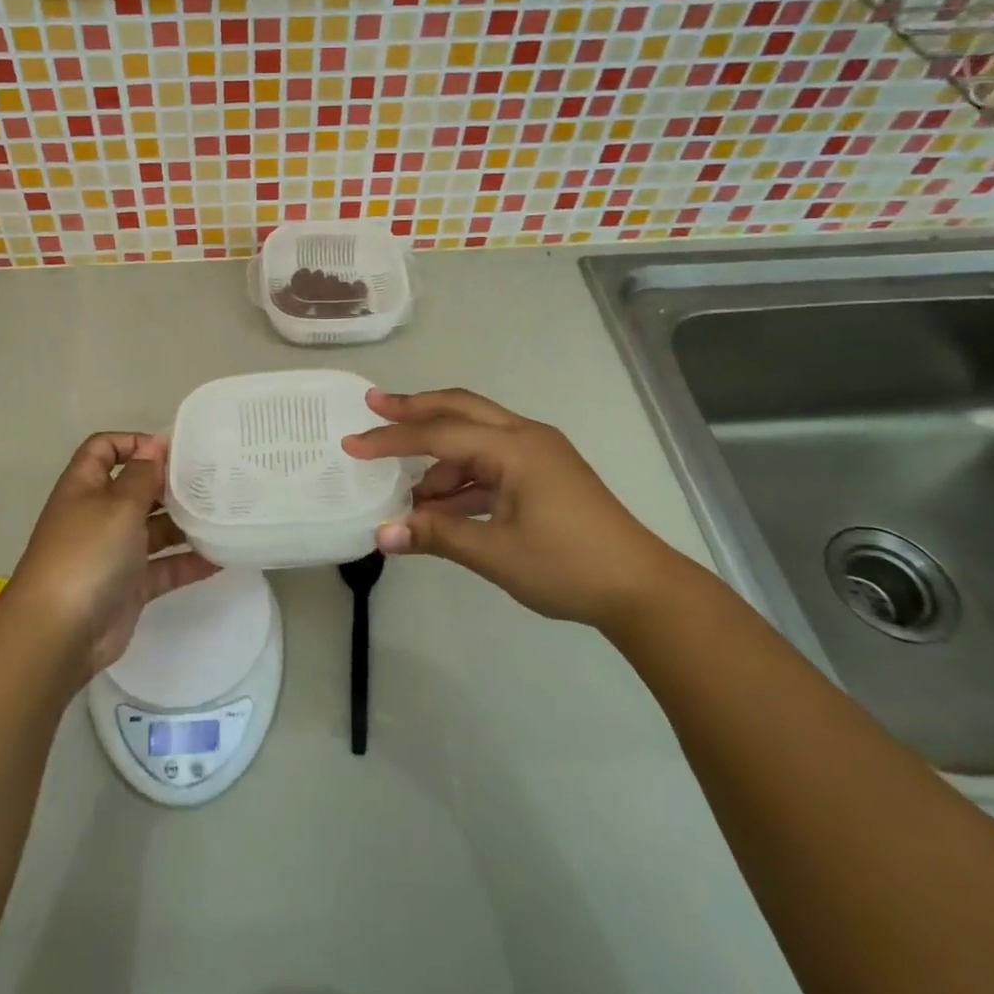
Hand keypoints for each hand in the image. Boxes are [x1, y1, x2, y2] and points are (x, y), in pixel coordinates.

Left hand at [6, 433, 217, 680]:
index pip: (104, 449)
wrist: (59, 632)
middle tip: (211, 481)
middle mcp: (98, 515)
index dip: (133, 442)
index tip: (173, 450)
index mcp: (85, 487)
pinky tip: (220, 558)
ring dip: (184, 523)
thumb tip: (153, 447)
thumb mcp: (118, 505)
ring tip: (222, 515)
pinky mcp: (129, 587)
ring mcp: (113, 553)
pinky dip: (188, 563)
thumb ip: (142, 475)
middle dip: (169, 484)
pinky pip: (163, 568)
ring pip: (153, 529)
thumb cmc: (87, 553)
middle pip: (136, 488)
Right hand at [343, 388, 687, 628]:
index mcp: (515, 448)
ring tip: (408, 492)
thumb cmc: (568, 566)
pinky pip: (492, 461)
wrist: (641, 589)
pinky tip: (443, 504)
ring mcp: (539, 453)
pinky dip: (463, 476)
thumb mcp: (496, 553)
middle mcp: (526, 437)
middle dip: (415, 408)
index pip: (440, 435)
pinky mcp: (545, 473)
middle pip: (460, 409)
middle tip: (373, 404)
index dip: (392, 439)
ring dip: (440, 456)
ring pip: (476, 436)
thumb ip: (437, 535)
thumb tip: (381, 533)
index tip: (352, 444)